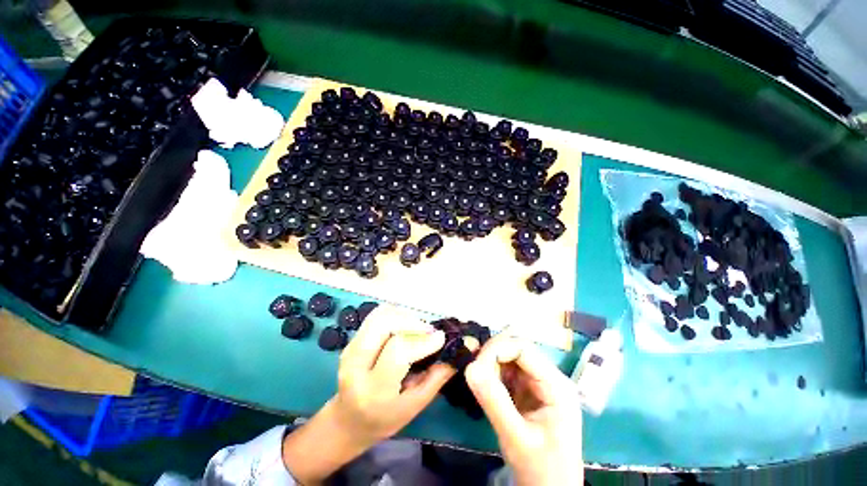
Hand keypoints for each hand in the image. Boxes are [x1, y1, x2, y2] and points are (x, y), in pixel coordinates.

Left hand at [282, 305, 453, 483]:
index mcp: (373, 390)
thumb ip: (438, 375)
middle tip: (429, 332)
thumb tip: (464, 349)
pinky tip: (404, 327)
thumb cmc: (385, 419)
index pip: (398, 351)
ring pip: (380, 315)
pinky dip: (394, 315)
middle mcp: (356, 365)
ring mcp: (350, 349)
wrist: (347, 421)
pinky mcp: (352, 340)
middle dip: (411, 322)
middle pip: (384, 324)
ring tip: (418, 329)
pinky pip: (376, 316)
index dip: (422, 341)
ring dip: (403, 317)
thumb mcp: (415, 405)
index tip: (441, 338)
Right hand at [465, 335, 582, 485]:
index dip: (497, 349)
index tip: (475, 364)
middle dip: (492, 355)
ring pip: (509, 358)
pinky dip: (493, 374)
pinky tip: (486, 386)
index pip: (524, 349)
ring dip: (491, 364)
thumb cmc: (541, 470)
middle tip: (474, 372)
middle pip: (516, 349)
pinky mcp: (528, 390)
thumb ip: (494, 401)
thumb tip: (469, 367)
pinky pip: (507, 371)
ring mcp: (538, 383)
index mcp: (556, 385)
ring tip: (479, 381)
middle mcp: (548, 377)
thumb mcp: (516, 438)